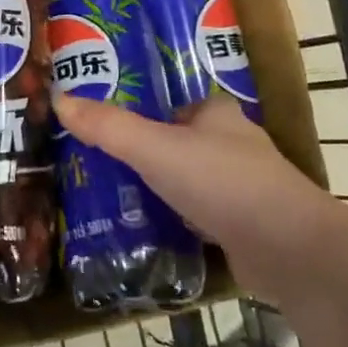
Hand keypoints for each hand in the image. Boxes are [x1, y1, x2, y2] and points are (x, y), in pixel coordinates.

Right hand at [54, 93, 339, 298]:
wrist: (288, 249)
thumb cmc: (222, 182)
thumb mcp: (154, 148)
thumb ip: (108, 126)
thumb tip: (59, 97)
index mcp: (217, 115)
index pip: (176, 105)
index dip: (145, 112)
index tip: (110, 127)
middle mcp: (234, 145)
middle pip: (182, 142)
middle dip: (149, 153)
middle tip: (103, 165)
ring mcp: (244, 187)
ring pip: (192, 180)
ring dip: (162, 187)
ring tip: (116, 197)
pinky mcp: (247, 225)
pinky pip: (201, 214)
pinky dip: (178, 219)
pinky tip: (151, 230)